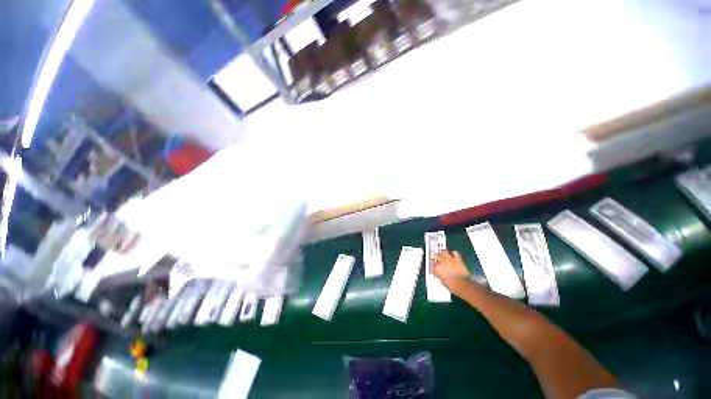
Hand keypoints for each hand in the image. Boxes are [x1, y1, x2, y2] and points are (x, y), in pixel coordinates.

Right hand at [432, 251, 471, 294]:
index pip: (432, 264)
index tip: (433, 266)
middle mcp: (442, 262)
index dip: (432, 265)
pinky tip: (452, 254)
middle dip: (435, 256)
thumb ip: (438, 274)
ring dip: (442, 252)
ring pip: (444, 252)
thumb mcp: (442, 281)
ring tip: (442, 253)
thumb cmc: (452, 286)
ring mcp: (450, 259)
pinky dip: (453, 253)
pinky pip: (455, 253)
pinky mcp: (458, 259)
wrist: (463, 285)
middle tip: (435, 257)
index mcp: (437, 268)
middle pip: (436, 255)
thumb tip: (438, 273)